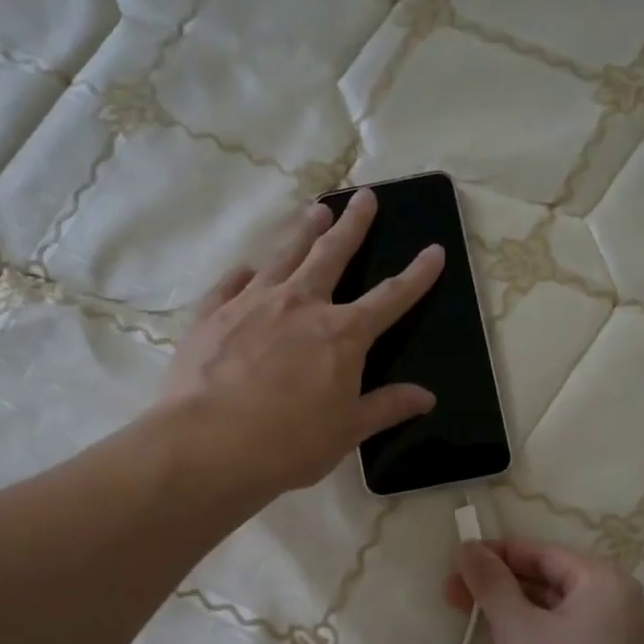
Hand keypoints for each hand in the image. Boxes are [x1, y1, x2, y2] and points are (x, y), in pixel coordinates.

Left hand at [162, 188, 445, 498]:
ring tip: (315, 209)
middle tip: (365, 197)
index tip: (435, 250)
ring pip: (284, 255)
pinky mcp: (212, 313)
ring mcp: (252, 303)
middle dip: (354, 225)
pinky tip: (248, 268)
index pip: (390, 298)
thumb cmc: (288, 445)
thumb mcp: (347, 432)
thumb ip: (387, 408)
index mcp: (342, 334)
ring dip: (303, 230)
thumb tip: (427, 397)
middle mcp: (301, 305)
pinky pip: (231, 283)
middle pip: (333, 254)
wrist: (208, 446)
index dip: (417, 275)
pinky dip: (244, 273)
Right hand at [446, 540, 643, 643]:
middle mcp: (621, 606)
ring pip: (555, 613)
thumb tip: (469, 546)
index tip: (455, 561)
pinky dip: (533, 638)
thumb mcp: (515, 629)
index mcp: (606, 584)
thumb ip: (491, 582)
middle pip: (549, 580)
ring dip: (512, 612)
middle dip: (499, 585)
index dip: (495, 554)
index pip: (542, 553)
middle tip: (452, 594)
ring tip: (469, 620)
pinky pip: (565, 641)